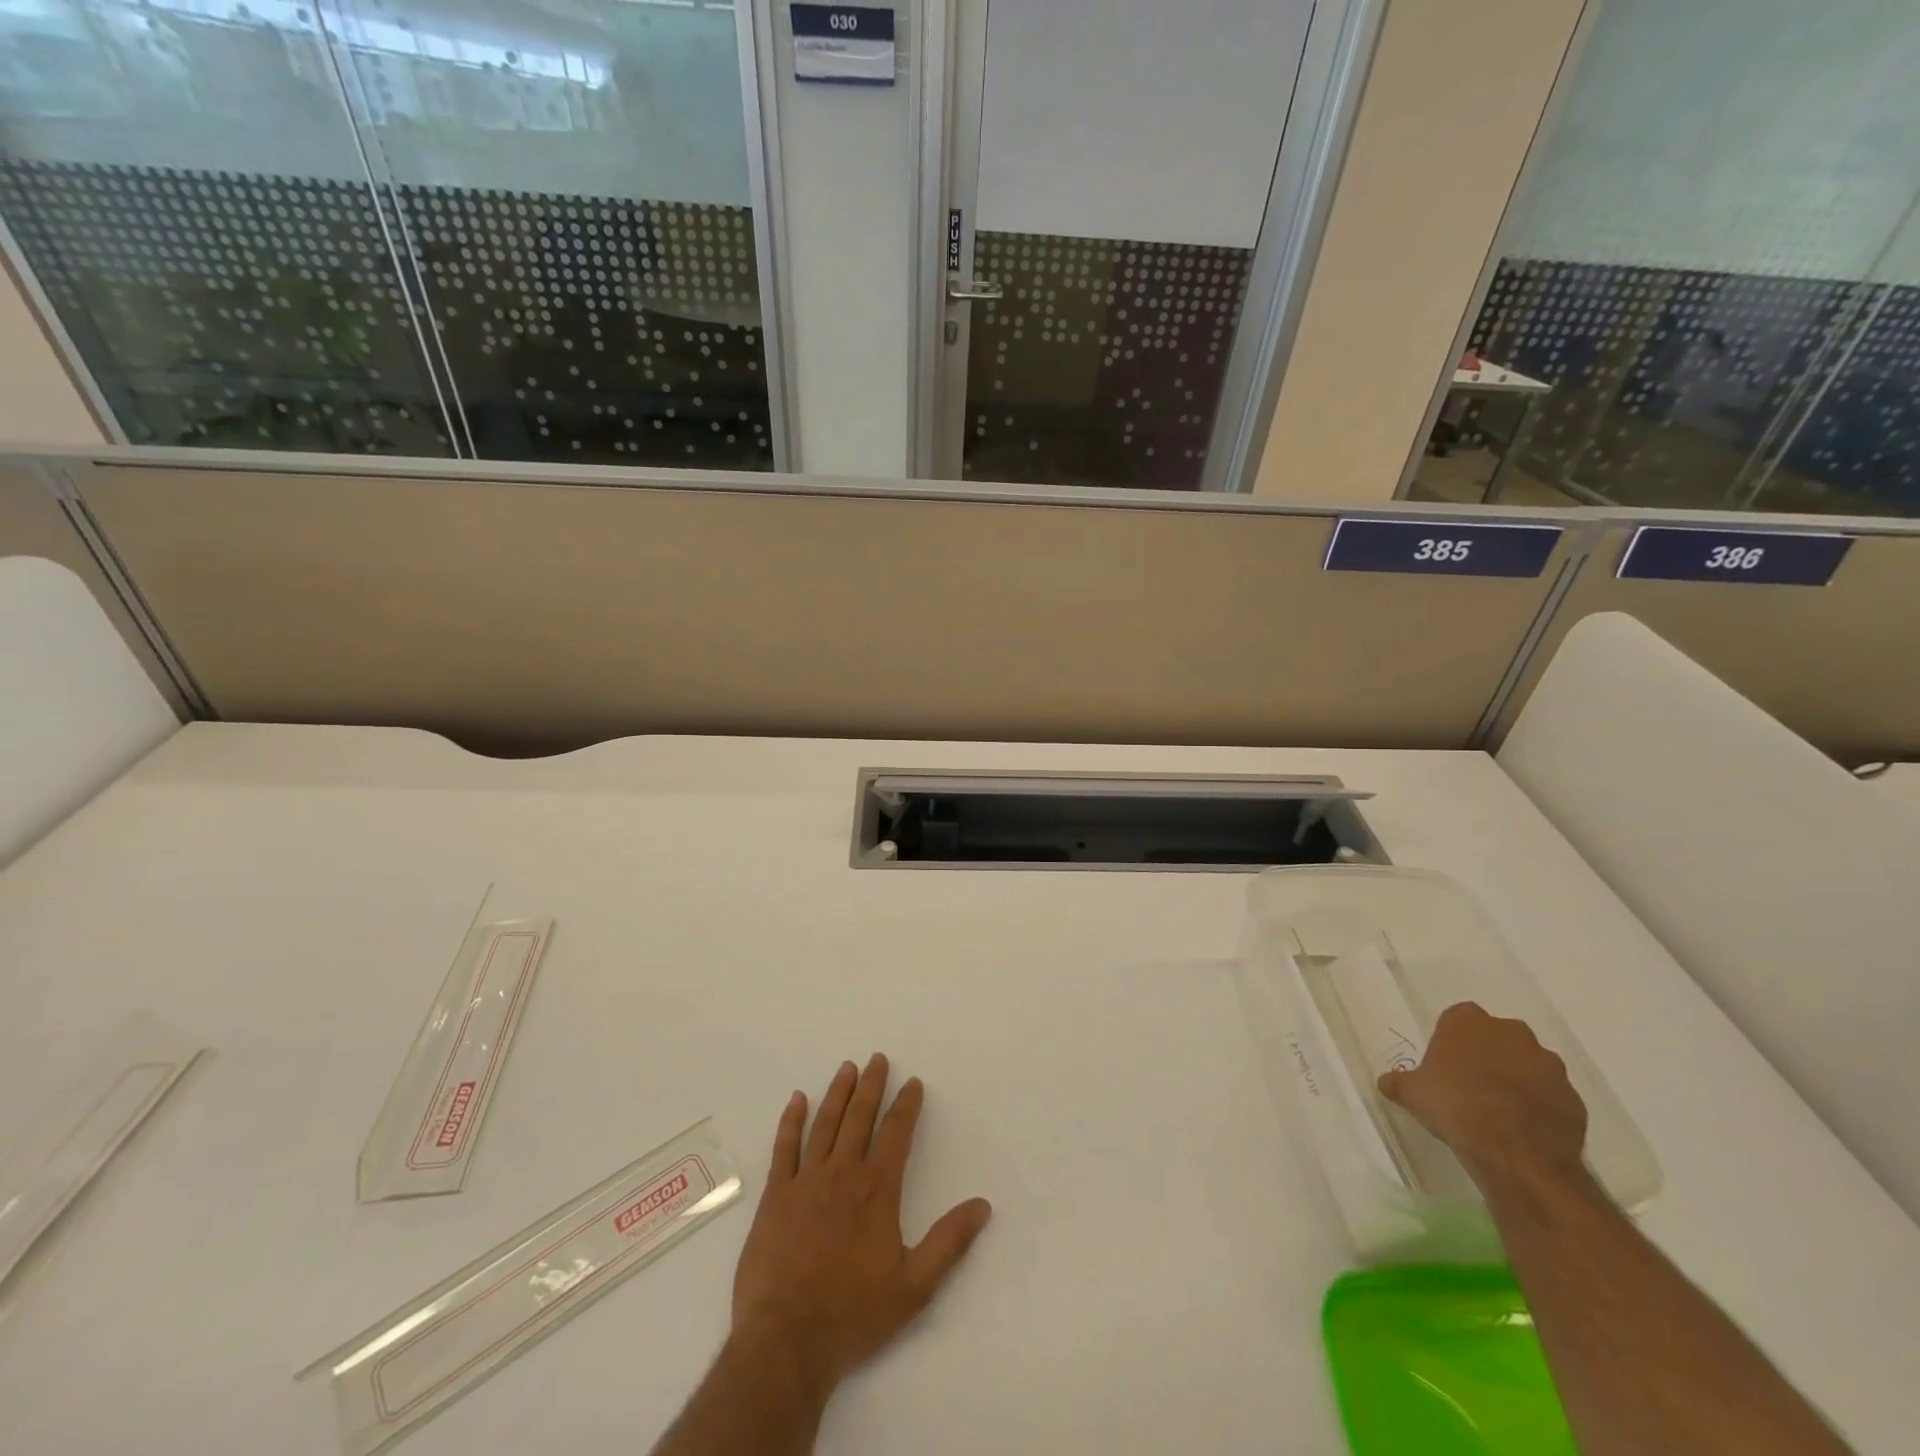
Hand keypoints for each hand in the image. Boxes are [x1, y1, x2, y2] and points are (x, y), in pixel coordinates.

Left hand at [730, 1055, 991, 1397]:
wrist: (786, 1340)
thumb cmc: (853, 1314)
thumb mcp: (914, 1286)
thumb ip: (949, 1242)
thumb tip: (982, 1205)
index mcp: (877, 1190)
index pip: (896, 1133)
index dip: (907, 1106)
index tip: (913, 1083)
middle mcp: (843, 1173)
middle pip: (859, 1117)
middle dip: (871, 1086)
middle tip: (877, 1059)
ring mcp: (806, 1181)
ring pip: (825, 1124)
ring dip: (838, 1093)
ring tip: (847, 1068)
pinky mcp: (776, 1196)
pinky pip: (785, 1147)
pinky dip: (791, 1120)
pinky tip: (797, 1099)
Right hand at [1378, 1002, 1588, 1185]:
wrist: (1514, 1149)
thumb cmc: (1454, 1105)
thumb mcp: (1412, 1093)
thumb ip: (1399, 1082)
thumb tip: (1387, 1082)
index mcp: (1469, 1021)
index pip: (1459, 1018)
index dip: (1452, 1040)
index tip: (1446, 1064)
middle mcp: (1512, 1032)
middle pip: (1498, 1037)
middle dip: (1489, 1055)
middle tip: (1472, 1084)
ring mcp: (1548, 1065)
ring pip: (1529, 1065)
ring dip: (1518, 1079)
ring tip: (1501, 1110)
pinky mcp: (1574, 1097)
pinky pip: (1552, 1096)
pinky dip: (1541, 1106)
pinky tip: (1523, 1128)